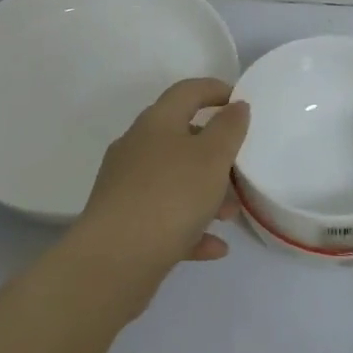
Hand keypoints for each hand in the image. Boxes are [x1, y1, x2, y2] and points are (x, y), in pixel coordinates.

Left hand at [72, 79, 250, 291]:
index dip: (215, 90)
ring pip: (174, 179)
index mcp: (156, 122)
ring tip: (230, 215)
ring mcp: (126, 186)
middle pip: (181, 137)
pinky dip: (190, 226)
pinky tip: (214, 246)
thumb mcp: (212, 157)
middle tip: (240, 168)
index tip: (240, 102)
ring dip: (205, 193)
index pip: (187, 91)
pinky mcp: (123, 223)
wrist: (112, 262)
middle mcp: (137, 147)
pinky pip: (164, 217)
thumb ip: (229, 128)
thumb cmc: (169, 196)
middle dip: (214, 152)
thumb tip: (236, 105)